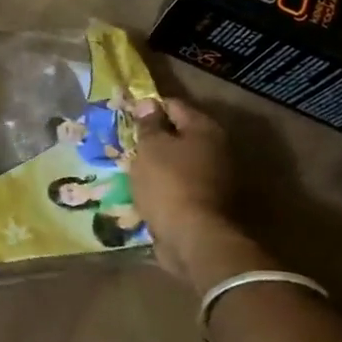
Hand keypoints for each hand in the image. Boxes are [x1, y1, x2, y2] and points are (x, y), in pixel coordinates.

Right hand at [127, 97, 248, 287]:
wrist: (193, 237)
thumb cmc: (168, 183)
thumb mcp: (151, 148)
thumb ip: (148, 124)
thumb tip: (148, 103)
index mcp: (204, 128)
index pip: (173, 105)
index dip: (148, 108)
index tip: (125, 117)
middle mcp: (216, 148)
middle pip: (179, 133)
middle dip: (153, 137)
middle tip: (127, 144)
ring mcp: (214, 176)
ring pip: (178, 160)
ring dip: (157, 163)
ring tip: (131, 168)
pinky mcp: (206, 201)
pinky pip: (179, 184)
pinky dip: (163, 184)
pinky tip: (145, 190)